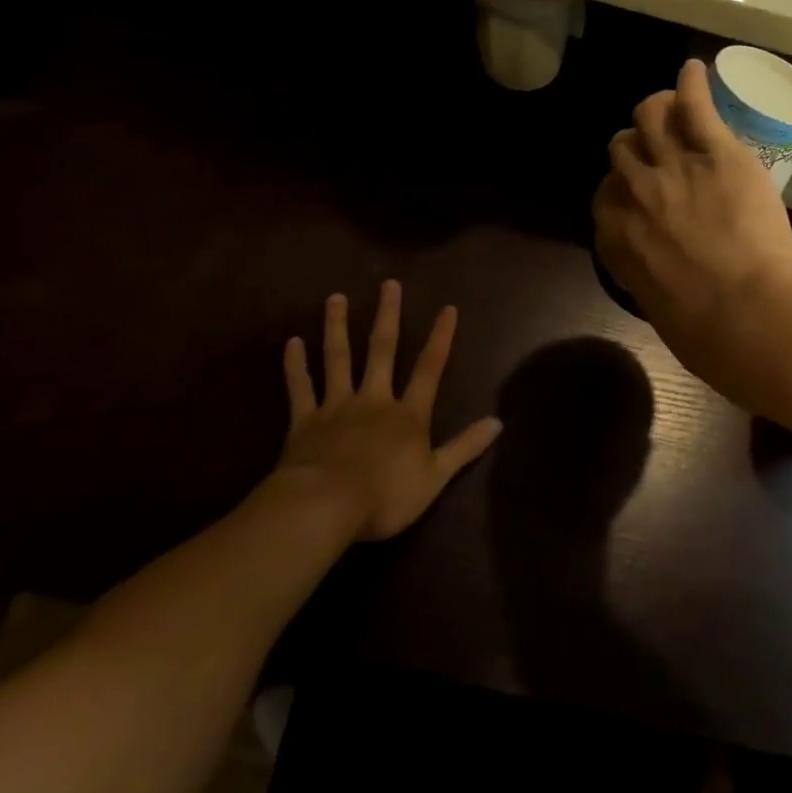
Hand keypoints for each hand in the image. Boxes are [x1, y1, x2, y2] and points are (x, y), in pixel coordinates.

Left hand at [276, 283, 502, 540]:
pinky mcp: (304, 422)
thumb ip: (465, 447)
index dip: (441, 338)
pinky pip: (300, 388)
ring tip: (336, 298)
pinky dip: (296, 366)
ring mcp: (337, 407)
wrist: (323, 508)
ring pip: (339, 359)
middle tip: (388, 284)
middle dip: (388, 316)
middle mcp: (374, 400)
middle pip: (382, 350)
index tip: (447, 308)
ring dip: (338, 328)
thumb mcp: (435, 477)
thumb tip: (498, 422)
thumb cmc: (384, 496)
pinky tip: (292, 343)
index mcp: (408, 414)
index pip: (430, 368)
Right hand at [592, 59, 791, 379]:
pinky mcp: (715, 151)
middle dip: (637, 148)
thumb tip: (660, 271)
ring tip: (675, 107)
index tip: (636, 194)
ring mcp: (673, 166)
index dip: (620, 189)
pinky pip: (695, 105)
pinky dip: (693, 83)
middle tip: (658, 149)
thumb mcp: (659, 306)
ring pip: (649, 115)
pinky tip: (695, 70)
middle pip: (621, 148)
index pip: (603, 194)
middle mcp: (635, 191)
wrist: (745, 313)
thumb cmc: (705, 332)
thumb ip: (649, 275)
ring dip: (658, 110)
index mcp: (616, 234)